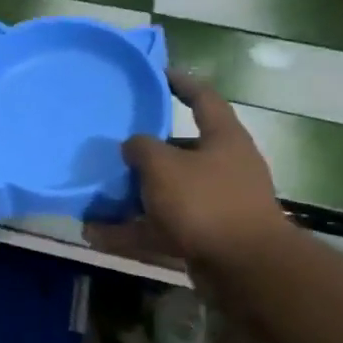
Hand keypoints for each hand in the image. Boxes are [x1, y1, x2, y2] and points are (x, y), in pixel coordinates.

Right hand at [86, 72, 287, 271]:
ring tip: (97, 194)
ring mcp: (216, 204)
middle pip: (181, 150)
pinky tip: (97, 234)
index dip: (180, 83)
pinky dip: (132, 230)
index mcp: (223, 139)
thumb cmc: (205, 202)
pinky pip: (161, 227)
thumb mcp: (163, 165)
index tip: (156, 74)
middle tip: (115, 145)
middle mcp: (223, 168)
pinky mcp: (205, 237)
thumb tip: (132, 146)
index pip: (203, 98)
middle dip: (147, 151)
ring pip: (168, 192)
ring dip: (133, 195)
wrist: (245, 268)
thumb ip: (141, 148)